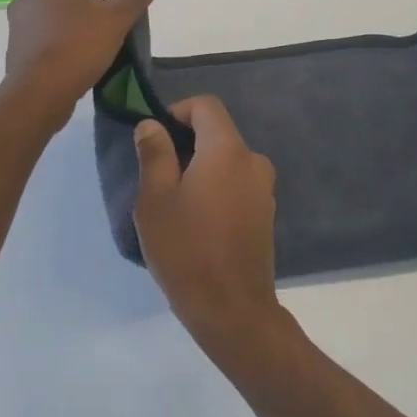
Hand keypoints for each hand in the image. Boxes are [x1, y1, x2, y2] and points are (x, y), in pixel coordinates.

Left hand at [3, 0, 156, 125]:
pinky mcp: (18, 47)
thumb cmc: (77, 48)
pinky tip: (82, 58)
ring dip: (84, 22)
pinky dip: (67, 39)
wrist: (37, 95)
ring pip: (61, 13)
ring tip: (102, 43)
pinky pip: (49, 33)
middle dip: (99, 4)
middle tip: (118, 24)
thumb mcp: (115, 20)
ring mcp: (20, 22)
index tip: (127, 6)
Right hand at [133, 96, 283, 352]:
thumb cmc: (186, 250)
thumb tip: (151, 124)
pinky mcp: (265, 212)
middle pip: (217, 132)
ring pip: (226, 160)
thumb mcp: (155, 199)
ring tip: (175, 204)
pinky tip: (198, 222)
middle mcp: (253, 161)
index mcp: (227, 150)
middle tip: (157, 176)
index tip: (155, 139)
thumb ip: (154, 154)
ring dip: (200, 169)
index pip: (206, 106)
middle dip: (186, 144)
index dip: (178, 111)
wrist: (232, 310)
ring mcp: (263, 188)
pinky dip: (216, 188)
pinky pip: (237, 183)